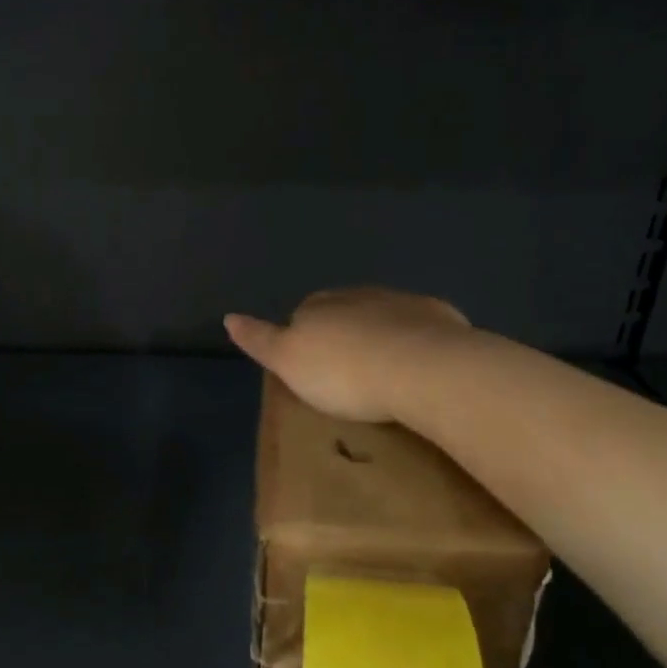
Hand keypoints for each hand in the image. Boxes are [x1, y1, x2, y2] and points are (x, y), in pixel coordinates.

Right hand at [224, 288, 473, 423]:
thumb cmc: (344, 372)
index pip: (302, 314)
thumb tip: (229, 317)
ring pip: (382, 315)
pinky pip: (419, 326)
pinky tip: (417, 366)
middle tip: (346, 372)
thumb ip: (259, 339)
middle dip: (342, 333)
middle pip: (343, 311)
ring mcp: (400, 303)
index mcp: (318, 306)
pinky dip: (414, 340)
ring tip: (383, 370)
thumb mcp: (287, 362)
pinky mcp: (438, 316)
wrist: (421, 367)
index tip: (311, 367)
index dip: (304, 338)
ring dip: (379, 335)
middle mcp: (357, 295)